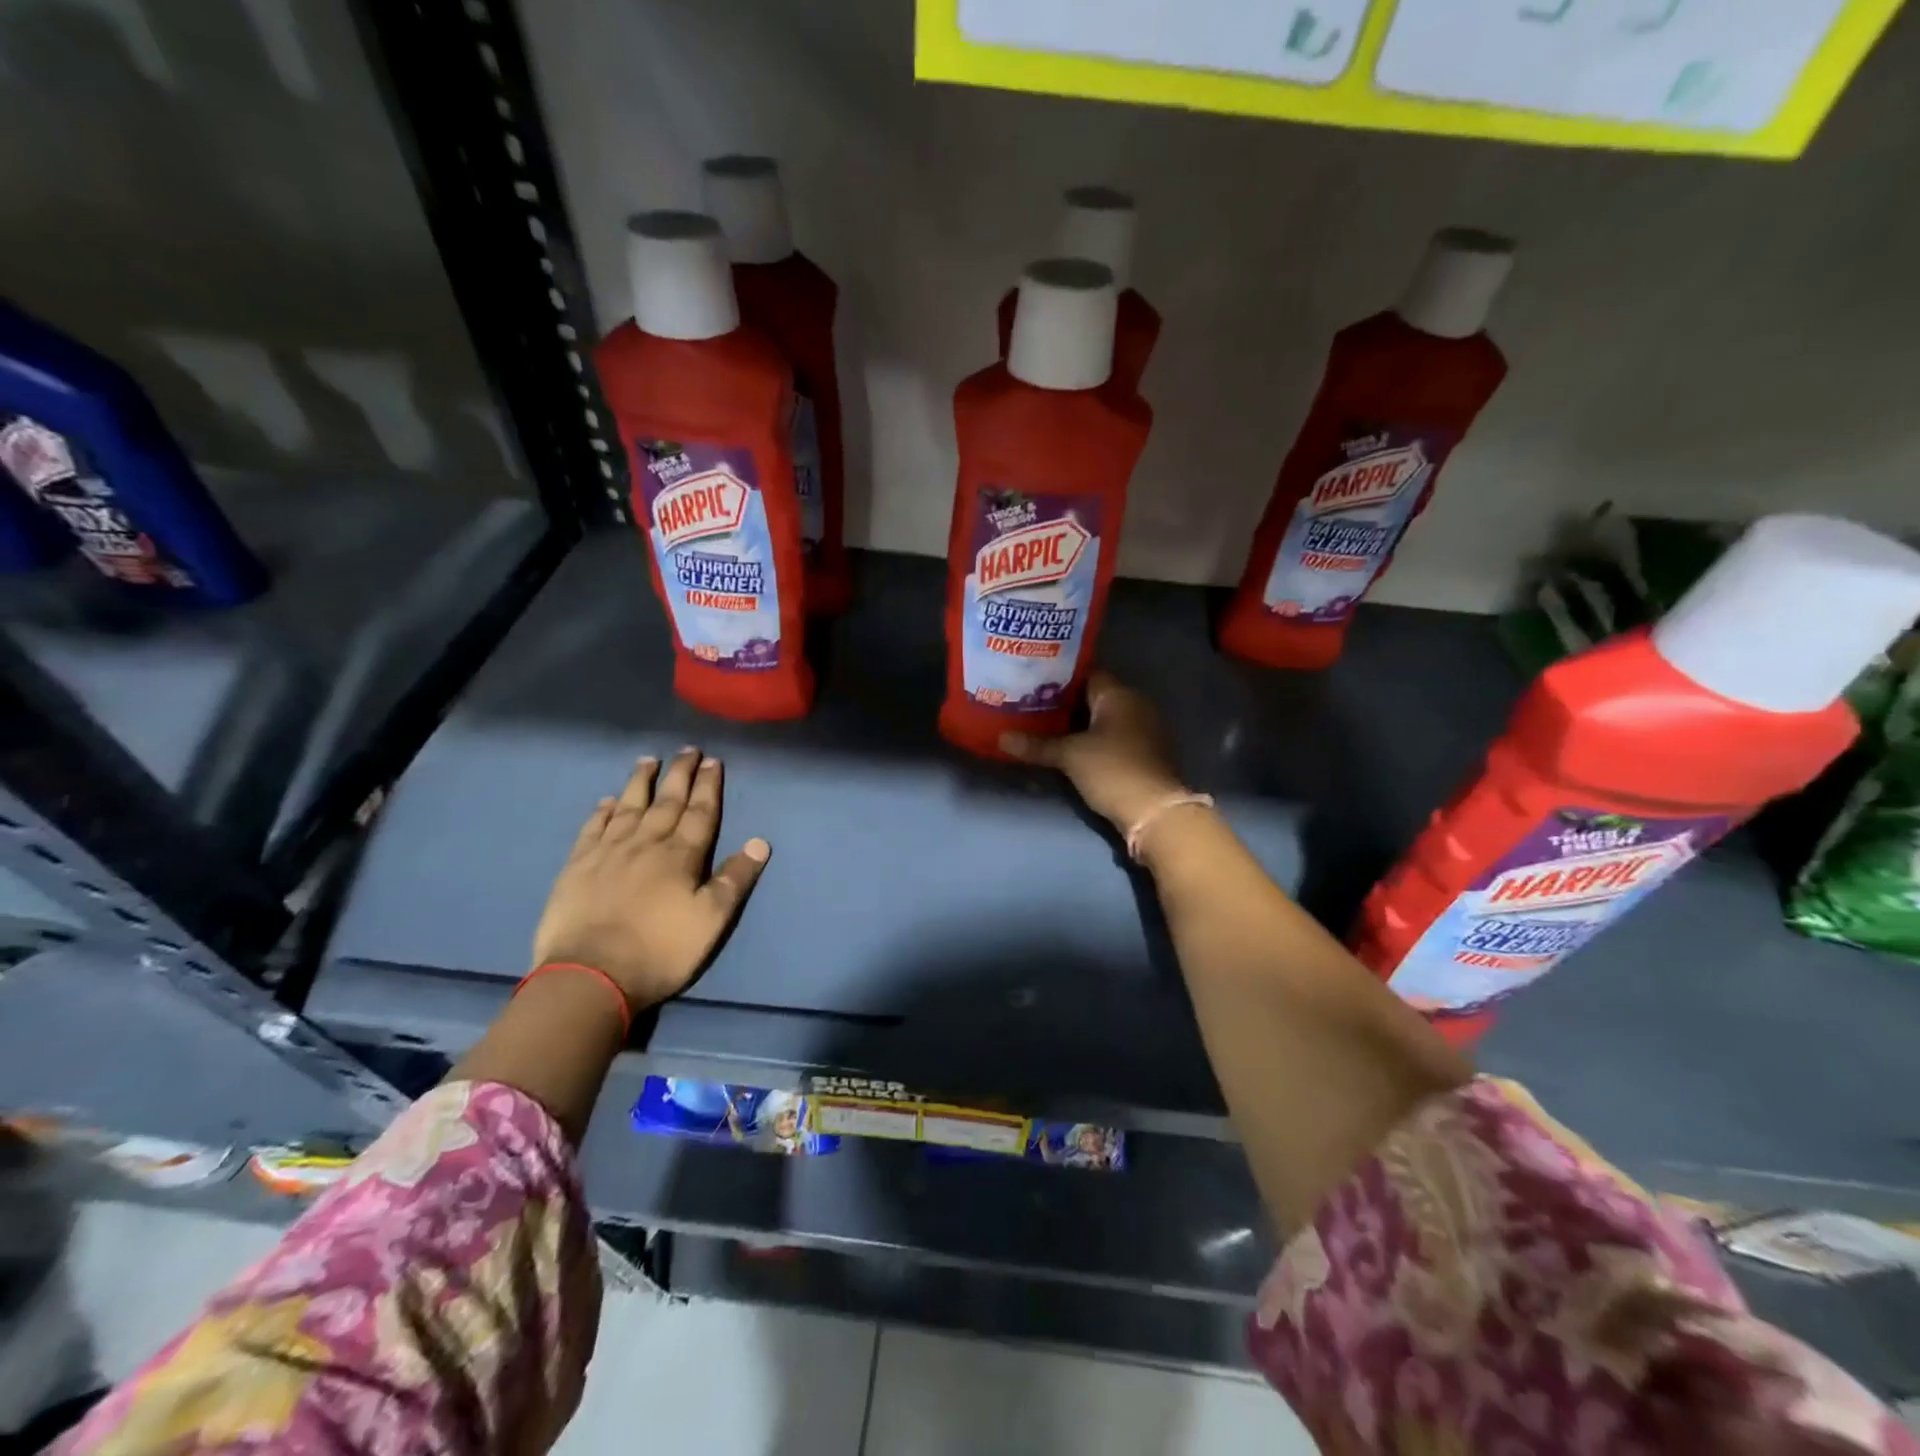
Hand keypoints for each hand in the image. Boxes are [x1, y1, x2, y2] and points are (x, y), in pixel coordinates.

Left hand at [531, 748, 769, 1009]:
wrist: (590, 976)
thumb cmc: (660, 951)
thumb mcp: (711, 920)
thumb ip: (735, 879)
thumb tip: (759, 842)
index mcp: (681, 856)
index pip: (700, 813)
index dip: (709, 786)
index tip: (713, 761)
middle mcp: (646, 844)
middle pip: (667, 802)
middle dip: (680, 775)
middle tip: (687, 750)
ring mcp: (608, 853)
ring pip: (628, 807)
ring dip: (641, 782)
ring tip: (649, 760)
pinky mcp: (577, 867)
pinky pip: (593, 829)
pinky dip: (602, 812)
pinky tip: (607, 801)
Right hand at [999, 671, 1187, 830]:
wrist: (1154, 812)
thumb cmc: (1112, 770)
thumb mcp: (1070, 756)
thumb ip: (1037, 745)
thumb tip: (1001, 738)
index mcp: (1120, 694)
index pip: (1086, 674)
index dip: (1058, 678)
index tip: (1031, 683)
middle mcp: (1135, 705)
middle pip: (1093, 697)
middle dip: (1063, 703)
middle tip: (1029, 705)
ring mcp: (1143, 730)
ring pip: (1102, 719)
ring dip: (1077, 724)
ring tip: (1041, 726)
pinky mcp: (1144, 753)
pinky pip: (1111, 737)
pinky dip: (1091, 740)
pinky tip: (1067, 748)